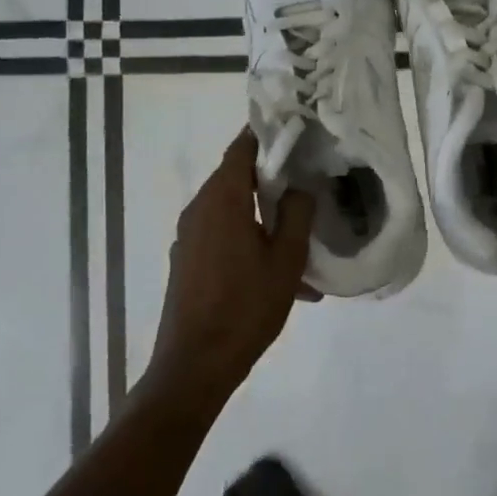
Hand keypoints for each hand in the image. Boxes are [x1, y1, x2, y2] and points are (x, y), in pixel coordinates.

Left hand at [148, 129, 315, 406]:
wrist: (194, 365)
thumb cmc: (245, 307)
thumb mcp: (287, 260)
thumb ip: (298, 213)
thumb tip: (301, 185)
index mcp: (222, 199)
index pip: (242, 147)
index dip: (267, 134)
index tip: (296, 130)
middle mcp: (199, 209)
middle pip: (237, 177)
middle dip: (272, 176)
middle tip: (309, 179)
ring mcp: (189, 236)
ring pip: (233, 210)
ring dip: (265, 216)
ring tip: (302, 241)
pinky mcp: (187, 260)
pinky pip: (223, 236)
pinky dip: (250, 241)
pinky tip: (281, 275)